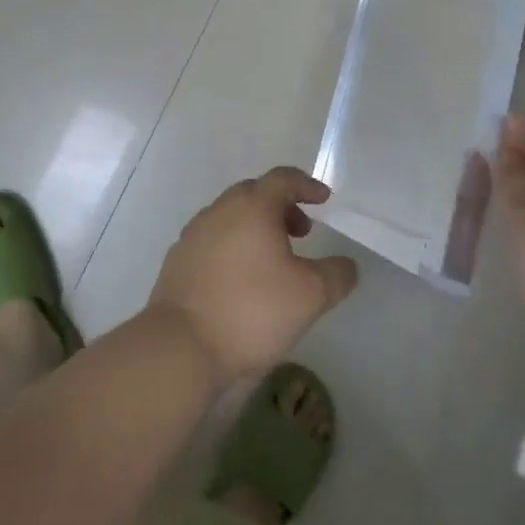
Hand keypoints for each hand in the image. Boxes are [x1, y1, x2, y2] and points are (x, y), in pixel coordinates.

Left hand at [148, 169, 358, 379]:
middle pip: (255, 193)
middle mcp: (220, 209)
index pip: (283, 178)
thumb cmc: (251, 310)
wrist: (181, 345)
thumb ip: (337, 275)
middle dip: (281, 206)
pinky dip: (232, 246)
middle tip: (301, 232)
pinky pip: (212, 240)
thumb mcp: (310, 296)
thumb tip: (346, 264)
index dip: (307, 185)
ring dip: (255, 227)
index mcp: (253, 206)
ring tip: (272, 259)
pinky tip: (240, 279)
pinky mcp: (177, 259)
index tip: (323, 200)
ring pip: (231, 216)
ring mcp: (194, 233)